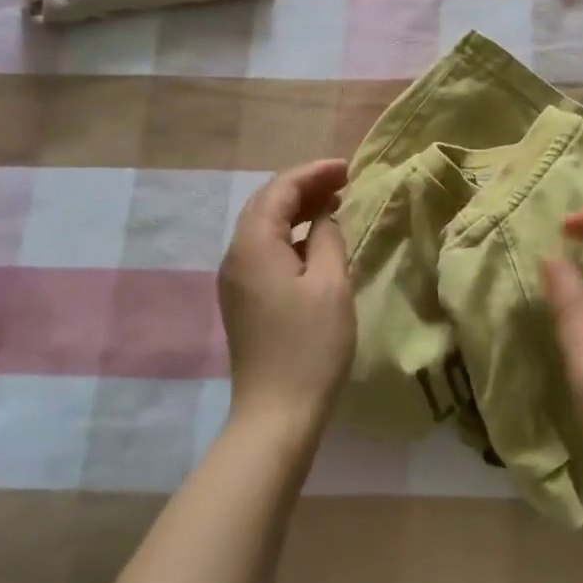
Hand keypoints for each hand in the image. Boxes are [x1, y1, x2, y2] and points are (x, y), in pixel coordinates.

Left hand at [218, 159, 353, 437]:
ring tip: (334, 202)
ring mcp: (235, 279)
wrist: (277, 414)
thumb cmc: (310, 345)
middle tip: (343, 181)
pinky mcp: (243, 299)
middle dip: (304, 186)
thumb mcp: (331, 283)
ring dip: (297, 209)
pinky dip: (291, 234)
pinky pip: (265, 249)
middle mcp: (236, 255)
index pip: (280, 189)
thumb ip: (328, 238)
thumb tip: (324, 218)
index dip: (314, 173)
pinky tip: (316, 240)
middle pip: (267, 203)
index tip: (347, 168)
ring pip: (265, 226)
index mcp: (254, 244)